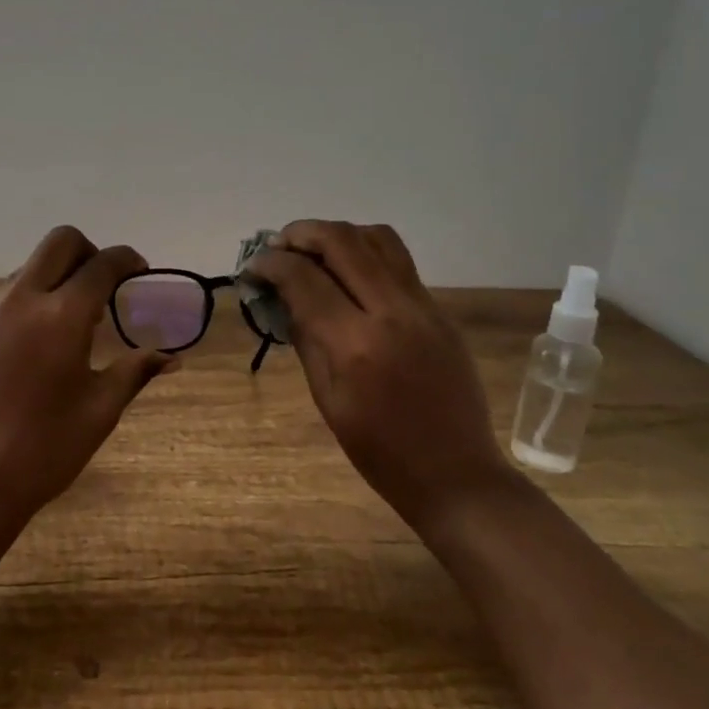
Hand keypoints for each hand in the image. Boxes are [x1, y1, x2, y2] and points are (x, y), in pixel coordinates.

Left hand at [0, 226, 175, 521]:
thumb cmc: (46, 448)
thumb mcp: (101, 410)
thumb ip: (135, 372)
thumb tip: (172, 358)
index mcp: (62, 316)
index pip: (102, 264)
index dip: (127, 260)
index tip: (139, 272)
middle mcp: (22, 300)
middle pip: (60, 242)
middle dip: (88, 252)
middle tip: (102, 288)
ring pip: (28, 269)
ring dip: (55, 279)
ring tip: (68, 325)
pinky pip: (3, 298)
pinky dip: (27, 304)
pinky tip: (32, 347)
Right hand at [243, 220, 510, 526]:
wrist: (456, 474)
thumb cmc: (380, 451)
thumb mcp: (327, 399)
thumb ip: (305, 338)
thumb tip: (282, 296)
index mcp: (355, 344)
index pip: (304, 278)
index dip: (271, 264)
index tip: (253, 267)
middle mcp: (391, 311)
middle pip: (342, 241)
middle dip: (300, 234)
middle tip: (277, 247)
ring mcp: (422, 306)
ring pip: (376, 239)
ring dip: (337, 235)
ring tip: (312, 251)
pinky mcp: (438, 310)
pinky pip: (398, 261)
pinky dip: (364, 253)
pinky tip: (347, 273)